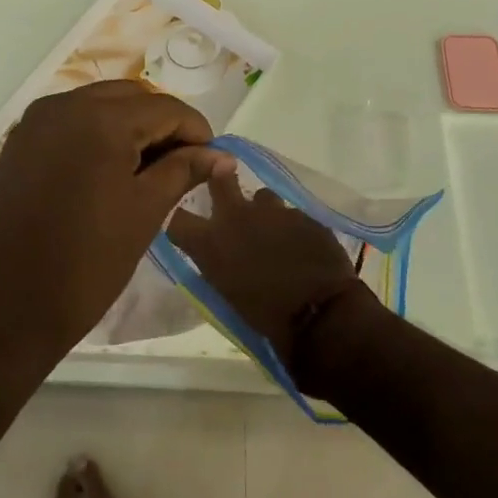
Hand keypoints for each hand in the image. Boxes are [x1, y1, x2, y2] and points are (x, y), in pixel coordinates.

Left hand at [0, 81, 233, 369]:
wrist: (0, 311)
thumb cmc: (84, 265)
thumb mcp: (145, 214)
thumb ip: (184, 171)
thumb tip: (222, 156)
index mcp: (100, 118)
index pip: (165, 108)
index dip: (196, 131)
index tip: (212, 162)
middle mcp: (64, 105)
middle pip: (131, 98)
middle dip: (162, 125)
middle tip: (182, 166)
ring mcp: (34, 123)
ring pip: (98, 106)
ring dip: (129, 127)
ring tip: (147, 171)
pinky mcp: (17, 144)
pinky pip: (68, 123)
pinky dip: (96, 136)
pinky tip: (107, 173)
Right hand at [166, 173, 372, 392]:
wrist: (321, 318)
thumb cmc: (267, 320)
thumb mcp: (227, 295)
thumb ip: (217, 265)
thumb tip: (218, 255)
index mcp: (211, 243)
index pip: (176, 219)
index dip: (179, 218)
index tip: (185, 222)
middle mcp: (238, 216)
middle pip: (219, 178)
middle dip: (219, 177)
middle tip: (224, 183)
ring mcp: (274, 211)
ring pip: (263, 197)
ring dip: (264, 212)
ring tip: (274, 233)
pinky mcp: (305, 215)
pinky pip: (292, 215)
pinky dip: (292, 228)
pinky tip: (301, 247)